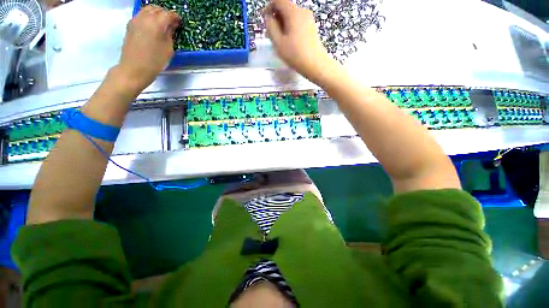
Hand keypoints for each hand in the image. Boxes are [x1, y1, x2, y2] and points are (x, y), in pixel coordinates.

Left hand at [117, 6, 180, 92]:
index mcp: (157, 24)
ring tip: (162, 22)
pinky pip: (141, 15)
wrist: (134, 68)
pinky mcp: (130, 25)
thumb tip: (170, 26)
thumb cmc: (155, 62)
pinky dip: (148, 16)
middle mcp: (145, 18)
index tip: (179, 21)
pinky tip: (152, 24)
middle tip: (171, 22)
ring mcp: (136, 20)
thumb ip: (170, 35)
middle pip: (157, 9)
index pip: (168, 15)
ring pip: (147, 9)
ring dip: (156, 13)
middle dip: (165, 13)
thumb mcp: (168, 49)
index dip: (175, 17)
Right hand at [264, 0, 335, 82]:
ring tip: (281, 41)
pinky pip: (298, 22)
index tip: (266, 21)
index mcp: (293, 12)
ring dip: (283, 24)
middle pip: (285, 8)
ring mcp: (309, 19)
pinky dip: (291, 28)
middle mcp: (302, 11)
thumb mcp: (278, 42)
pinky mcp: (312, 27)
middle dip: (276, 18)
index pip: (278, 0)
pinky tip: (290, 42)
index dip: (269, 8)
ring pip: (292, 16)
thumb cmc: (295, 54)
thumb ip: (271, 27)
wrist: (315, 64)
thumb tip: (268, 17)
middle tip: (272, 35)